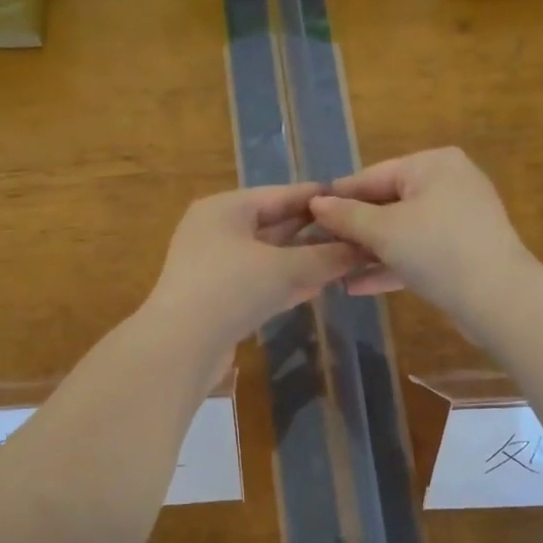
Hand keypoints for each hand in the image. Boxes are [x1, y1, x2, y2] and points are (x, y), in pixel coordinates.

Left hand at [142, 182, 361, 355]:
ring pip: (269, 257)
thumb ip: (324, 257)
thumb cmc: (230, 289)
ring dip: (304, 260)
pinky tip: (317, 287)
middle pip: (274, 225)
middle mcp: (217, 231)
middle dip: (313, 231)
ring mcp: (215, 267)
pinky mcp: (219, 300)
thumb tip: (362, 249)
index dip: (318, 197)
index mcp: (225, 209)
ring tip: (345, 259)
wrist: (180, 347)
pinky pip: (260, 283)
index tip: (355, 198)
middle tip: (356, 232)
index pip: (280, 194)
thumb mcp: (283, 268)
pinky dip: (287, 283)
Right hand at [309, 148, 538, 319]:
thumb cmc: (437, 251)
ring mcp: (457, 219)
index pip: (372, 176)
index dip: (338, 197)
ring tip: (331, 267)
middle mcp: (448, 183)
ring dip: (367, 251)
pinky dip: (391, 265)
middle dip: (352, 229)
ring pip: (401, 231)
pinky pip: (417, 252)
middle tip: (316, 246)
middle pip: (387, 203)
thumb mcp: (384, 232)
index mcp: (432, 165)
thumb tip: (316, 202)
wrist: (498, 299)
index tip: (305, 214)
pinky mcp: (461, 251)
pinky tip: (356, 286)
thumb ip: (346, 216)